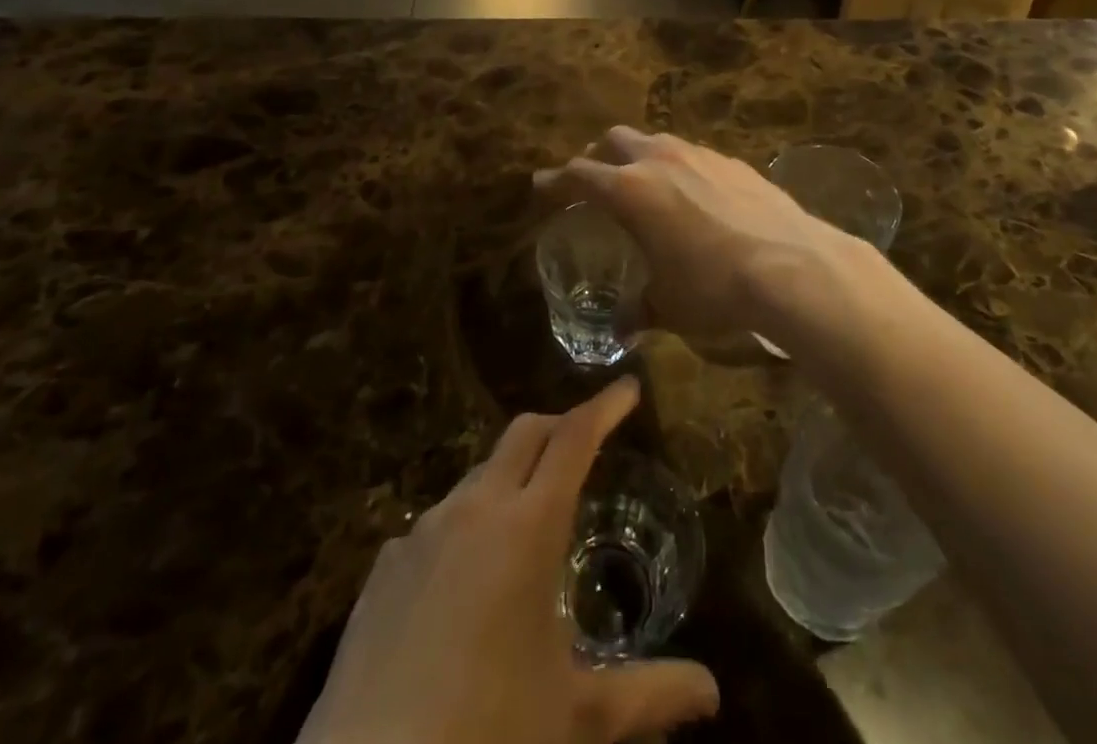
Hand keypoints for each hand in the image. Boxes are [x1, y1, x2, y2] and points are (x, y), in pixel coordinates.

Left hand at [300, 378, 718, 743]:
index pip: (574, 438)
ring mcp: (423, 531)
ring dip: (510, 479)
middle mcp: (475, 508)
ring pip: (478, 475)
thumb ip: (648, 695)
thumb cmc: (488, 734)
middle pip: (524, 433)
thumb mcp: (575, 716)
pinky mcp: (383, 565)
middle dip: (559, 426)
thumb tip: (712, 691)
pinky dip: (466, 527)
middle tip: (585, 445)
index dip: (604, 406)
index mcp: (529, 526)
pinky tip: (465, 584)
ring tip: (527, 525)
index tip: (628, 388)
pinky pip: (436, 523)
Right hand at [534, 128, 872, 343]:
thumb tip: (624, 328)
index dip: (556, 180)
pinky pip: (693, 154)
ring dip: (640, 156)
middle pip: (615, 140)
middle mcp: (660, 160)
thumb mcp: (669, 306)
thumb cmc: (715, 288)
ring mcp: (700, 155)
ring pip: (656, 141)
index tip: (542, 185)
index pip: (579, 174)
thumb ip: (640, 310)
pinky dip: (680, 167)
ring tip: (645, 183)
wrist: (792, 265)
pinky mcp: (734, 161)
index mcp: (630, 190)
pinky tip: (695, 195)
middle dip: (598, 155)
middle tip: (595, 179)